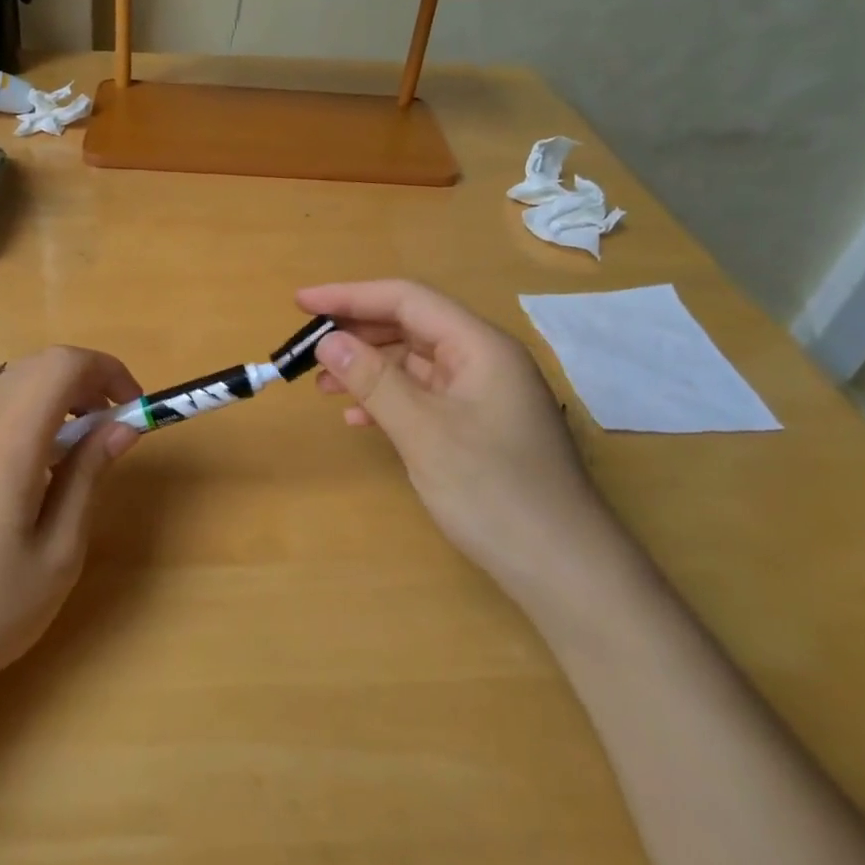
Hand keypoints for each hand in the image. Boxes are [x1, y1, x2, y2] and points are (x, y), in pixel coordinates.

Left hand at [0, 347, 140, 709]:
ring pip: (13, 383)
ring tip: (84, 445)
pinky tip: (42, 465)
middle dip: (86, 379)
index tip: (135, 408)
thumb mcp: (59, 551)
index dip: (107, 370)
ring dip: (57, 394)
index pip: (61, 365)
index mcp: (8, 444)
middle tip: (114, 425)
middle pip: (37, 366)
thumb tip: (123, 426)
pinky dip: (30, 413)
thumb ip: (89, 476)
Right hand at [296, 280, 619, 587]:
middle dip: (357, 333)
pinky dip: (389, 401)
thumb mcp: (423, 432)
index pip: (407, 299)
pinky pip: (425, 397)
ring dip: (369, 369)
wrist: (563, 568)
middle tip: (306, 348)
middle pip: (411, 326)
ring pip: (415, 363)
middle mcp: (484, 360)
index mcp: (480, 346)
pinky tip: (359, 420)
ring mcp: (484, 394)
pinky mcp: (480, 426)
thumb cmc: (493, 492)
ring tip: (322, 386)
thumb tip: (328, 341)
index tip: (301, 302)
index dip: (350, 296)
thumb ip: (374, 380)